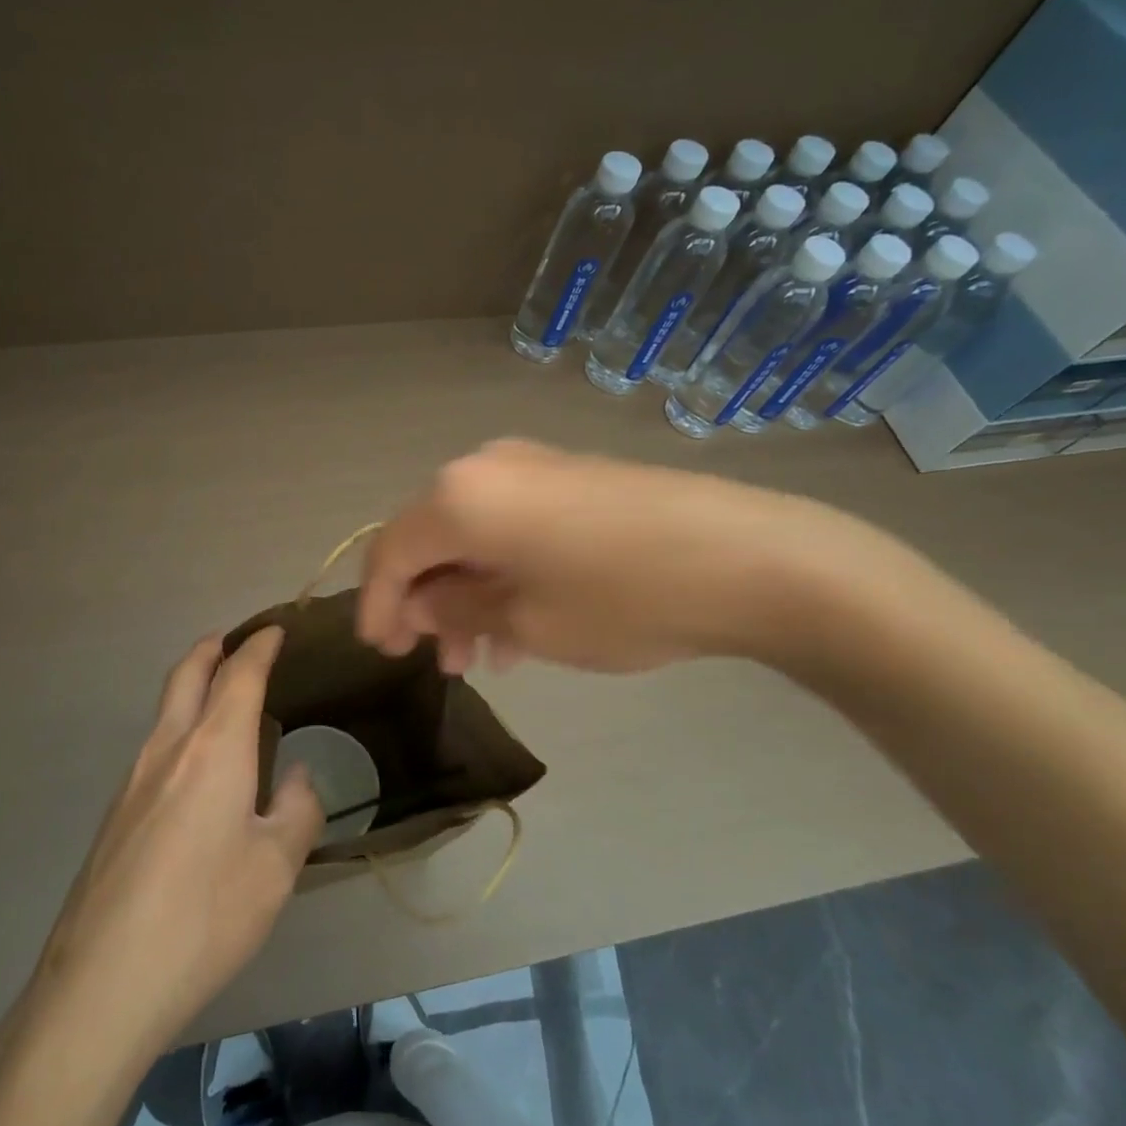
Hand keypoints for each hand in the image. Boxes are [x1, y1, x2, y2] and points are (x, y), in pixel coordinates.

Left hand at [25, 628, 324, 1057]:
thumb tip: (299, 777)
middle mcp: (168, 749)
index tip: (275, 631)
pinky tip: (198, 772)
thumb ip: (299, 810)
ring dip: (193, 688)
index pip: (238, 675)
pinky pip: (155, 748)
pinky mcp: (115, 814)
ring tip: (224, 703)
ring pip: (166, 710)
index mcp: (214, 749)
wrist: (102, 983)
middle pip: (187, 674)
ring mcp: (132, 780)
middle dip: (213, 649)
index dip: (259, 647)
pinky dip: (181, 729)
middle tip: (236, 642)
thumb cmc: (205, 916)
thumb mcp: (276, 868)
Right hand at [356, 439, 851, 674]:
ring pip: (472, 533)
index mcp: (458, 496)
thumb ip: (456, 610)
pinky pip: (511, 525)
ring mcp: (531, 466)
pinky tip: (519, 622)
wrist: (747, 557)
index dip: (377, 604)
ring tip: (479, 656)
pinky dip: (501, 571)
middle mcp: (484, 467)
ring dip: (465, 593)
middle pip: (428, 537)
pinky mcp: (570, 476)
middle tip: (431, 659)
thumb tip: (420, 605)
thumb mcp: (524, 620)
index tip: (380, 651)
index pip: (391, 551)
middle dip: (424, 601)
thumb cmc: (619, 598)